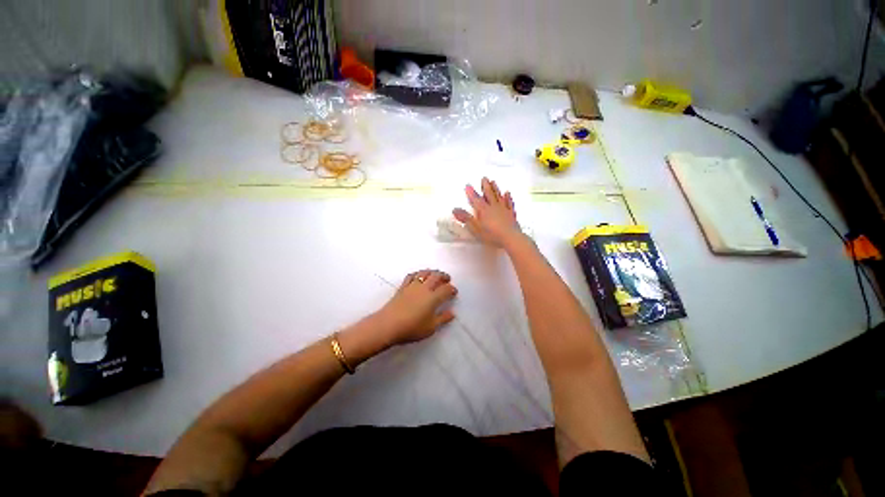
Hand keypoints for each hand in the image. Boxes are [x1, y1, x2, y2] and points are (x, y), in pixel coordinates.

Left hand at [375, 269, 457, 345]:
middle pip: (436, 276)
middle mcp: (424, 288)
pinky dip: (418, 274)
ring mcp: (412, 286)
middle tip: (447, 279)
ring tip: (435, 275)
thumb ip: (443, 319)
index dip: (452, 289)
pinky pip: (411, 276)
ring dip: (432, 272)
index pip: (446, 289)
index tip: (454, 292)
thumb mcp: (431, 327)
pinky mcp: (402, 287)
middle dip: (443, 276)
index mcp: (433, 298)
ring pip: (424, 273)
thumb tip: (452, 313)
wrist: (388, 325)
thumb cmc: (412, 328)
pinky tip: (419, 276)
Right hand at [452, 177, 521, 247]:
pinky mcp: (511, 214)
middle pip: (489, 194)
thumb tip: (454, 209)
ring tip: (493, 181)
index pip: (476, 199)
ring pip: (498, 196)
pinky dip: (508, 197)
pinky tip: (507, 193)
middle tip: (484, 178)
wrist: (511, 238)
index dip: (471, 192)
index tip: (468, 185)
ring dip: (495, 188)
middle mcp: (493, 207)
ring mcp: (503, 209)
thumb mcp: (475, 228)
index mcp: (483, 210)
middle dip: (485, 186)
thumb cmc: (491, 234)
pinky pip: (509, 203)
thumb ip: (465, 218)